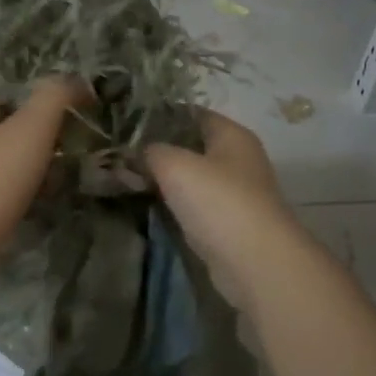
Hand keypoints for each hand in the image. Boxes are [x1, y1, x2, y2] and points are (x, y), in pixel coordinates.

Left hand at [0, 79, 88, 252]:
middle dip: (34, 134)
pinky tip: (44, 203)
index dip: (25, 95)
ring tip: (64, 174)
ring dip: (32, 166)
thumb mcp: (32, 126)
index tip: (58, 105)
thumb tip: (78, 81)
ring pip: (4, 163)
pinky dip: (25, 194)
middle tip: (69, 143)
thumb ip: (55, 96)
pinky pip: (4, 194)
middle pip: (2, 129)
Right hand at [145, 111, 299, 311]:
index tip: (128, 125)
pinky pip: (195, 206)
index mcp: (233, 135)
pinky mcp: (228, 225)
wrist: (254, 262)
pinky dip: (175, 206)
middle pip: (192, 147)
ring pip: (192, 179)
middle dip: (159, 152)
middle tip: (120, 156)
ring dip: (165, 182)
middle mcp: (238, 160)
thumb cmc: (218, 201)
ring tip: (126, 180)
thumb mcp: (174, 165)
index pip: (193, 114)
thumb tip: (136, 153)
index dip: (161, 116)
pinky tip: (149, 208)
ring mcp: (236, 194)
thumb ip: (151, 152)